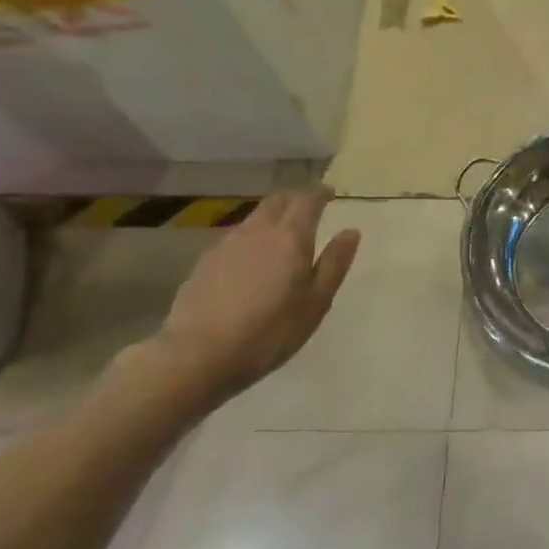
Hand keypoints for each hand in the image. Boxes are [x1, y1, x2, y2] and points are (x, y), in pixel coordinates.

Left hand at [149, 186, 360, 403]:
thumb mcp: (316, 302)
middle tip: (310, 206)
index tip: (331, 193)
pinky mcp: (205, 262)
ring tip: (284, 232)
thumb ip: (334, 263)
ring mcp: (226, 244)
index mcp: (290, 237)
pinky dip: (253, 236)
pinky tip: (254, 258)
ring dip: (273, 216)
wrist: (197, 355)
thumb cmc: (269, 331)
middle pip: (277, 201)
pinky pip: (236, 237)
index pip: (306, 200)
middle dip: (296, 198)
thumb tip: (350, 231)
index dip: (320, 193)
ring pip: (255, 217)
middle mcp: (257, 231)